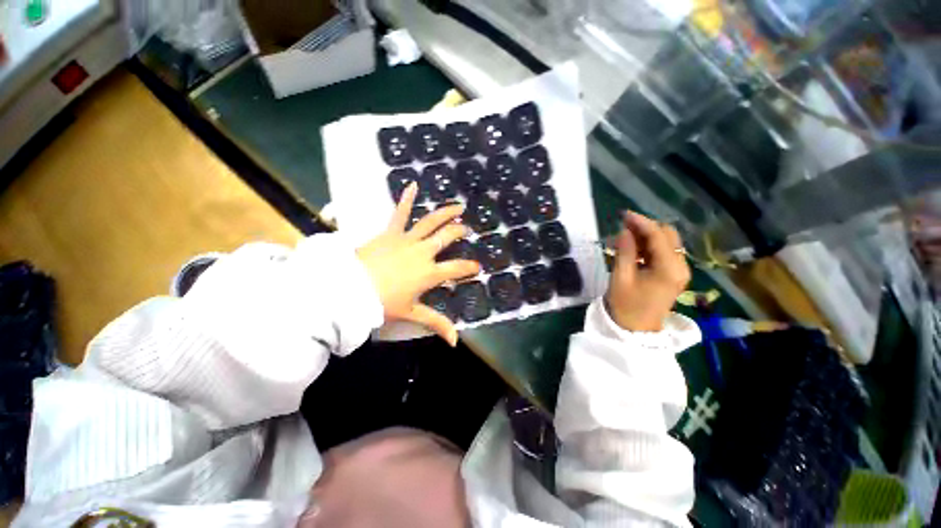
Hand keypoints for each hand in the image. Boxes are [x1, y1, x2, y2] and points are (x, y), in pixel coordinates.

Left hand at [357, 183, 479, 345]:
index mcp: (430, 273)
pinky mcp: (391, 232)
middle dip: (459, 232)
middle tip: (466, 229)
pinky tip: (413, 184)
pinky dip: (407, 198)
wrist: (351, 289)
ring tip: (458, 207)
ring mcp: (408, 239)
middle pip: (447, 238)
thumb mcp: (412, 314)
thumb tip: (455, 341)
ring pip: (431, 222)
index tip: (477, 267)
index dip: (469, 268)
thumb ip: (436, 324)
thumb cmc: (383, 303)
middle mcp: (424, 252)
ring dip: (446, 213)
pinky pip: (400, 212)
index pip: (457, 269)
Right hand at [605, 212, 690, 331]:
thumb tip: (625, 231)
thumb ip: (625, 252)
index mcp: (669, 268)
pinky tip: (634, 248)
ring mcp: (679, 271)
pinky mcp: (673, 275)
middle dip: (646, 227)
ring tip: (625, 237)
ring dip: (647, 236)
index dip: (641, 222)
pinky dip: (649, 246)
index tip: (623, 214)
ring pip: (666, 242)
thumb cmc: (626, 305)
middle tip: (623, 226)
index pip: (658, 236)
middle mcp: (681, 266)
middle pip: (668, 235)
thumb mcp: (621, 277)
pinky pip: (664, 253)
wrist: (636, 330)